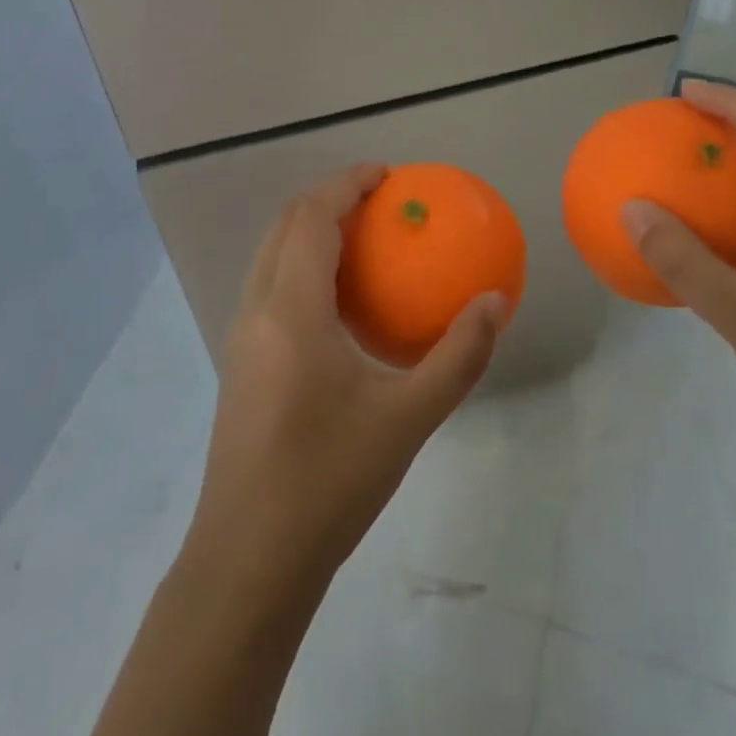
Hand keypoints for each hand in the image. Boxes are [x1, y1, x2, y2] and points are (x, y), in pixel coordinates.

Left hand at [184, 162, 508, 591]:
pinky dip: (300, 264)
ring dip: (309, 229)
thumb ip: (458, 355)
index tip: (387, 174)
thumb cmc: (330, 482)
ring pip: (270, 254)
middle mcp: (256, 309)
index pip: (313, 217)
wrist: (249, 561)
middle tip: (378, 199)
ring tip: (361, 238)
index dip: (347, 183)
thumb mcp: (408, 418)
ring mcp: (240, 336)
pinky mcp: (239, 362)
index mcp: (291, 310)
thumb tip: (495, 301)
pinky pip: (268, 285)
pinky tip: (339, 301)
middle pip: (285, 224)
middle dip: (328, 197)